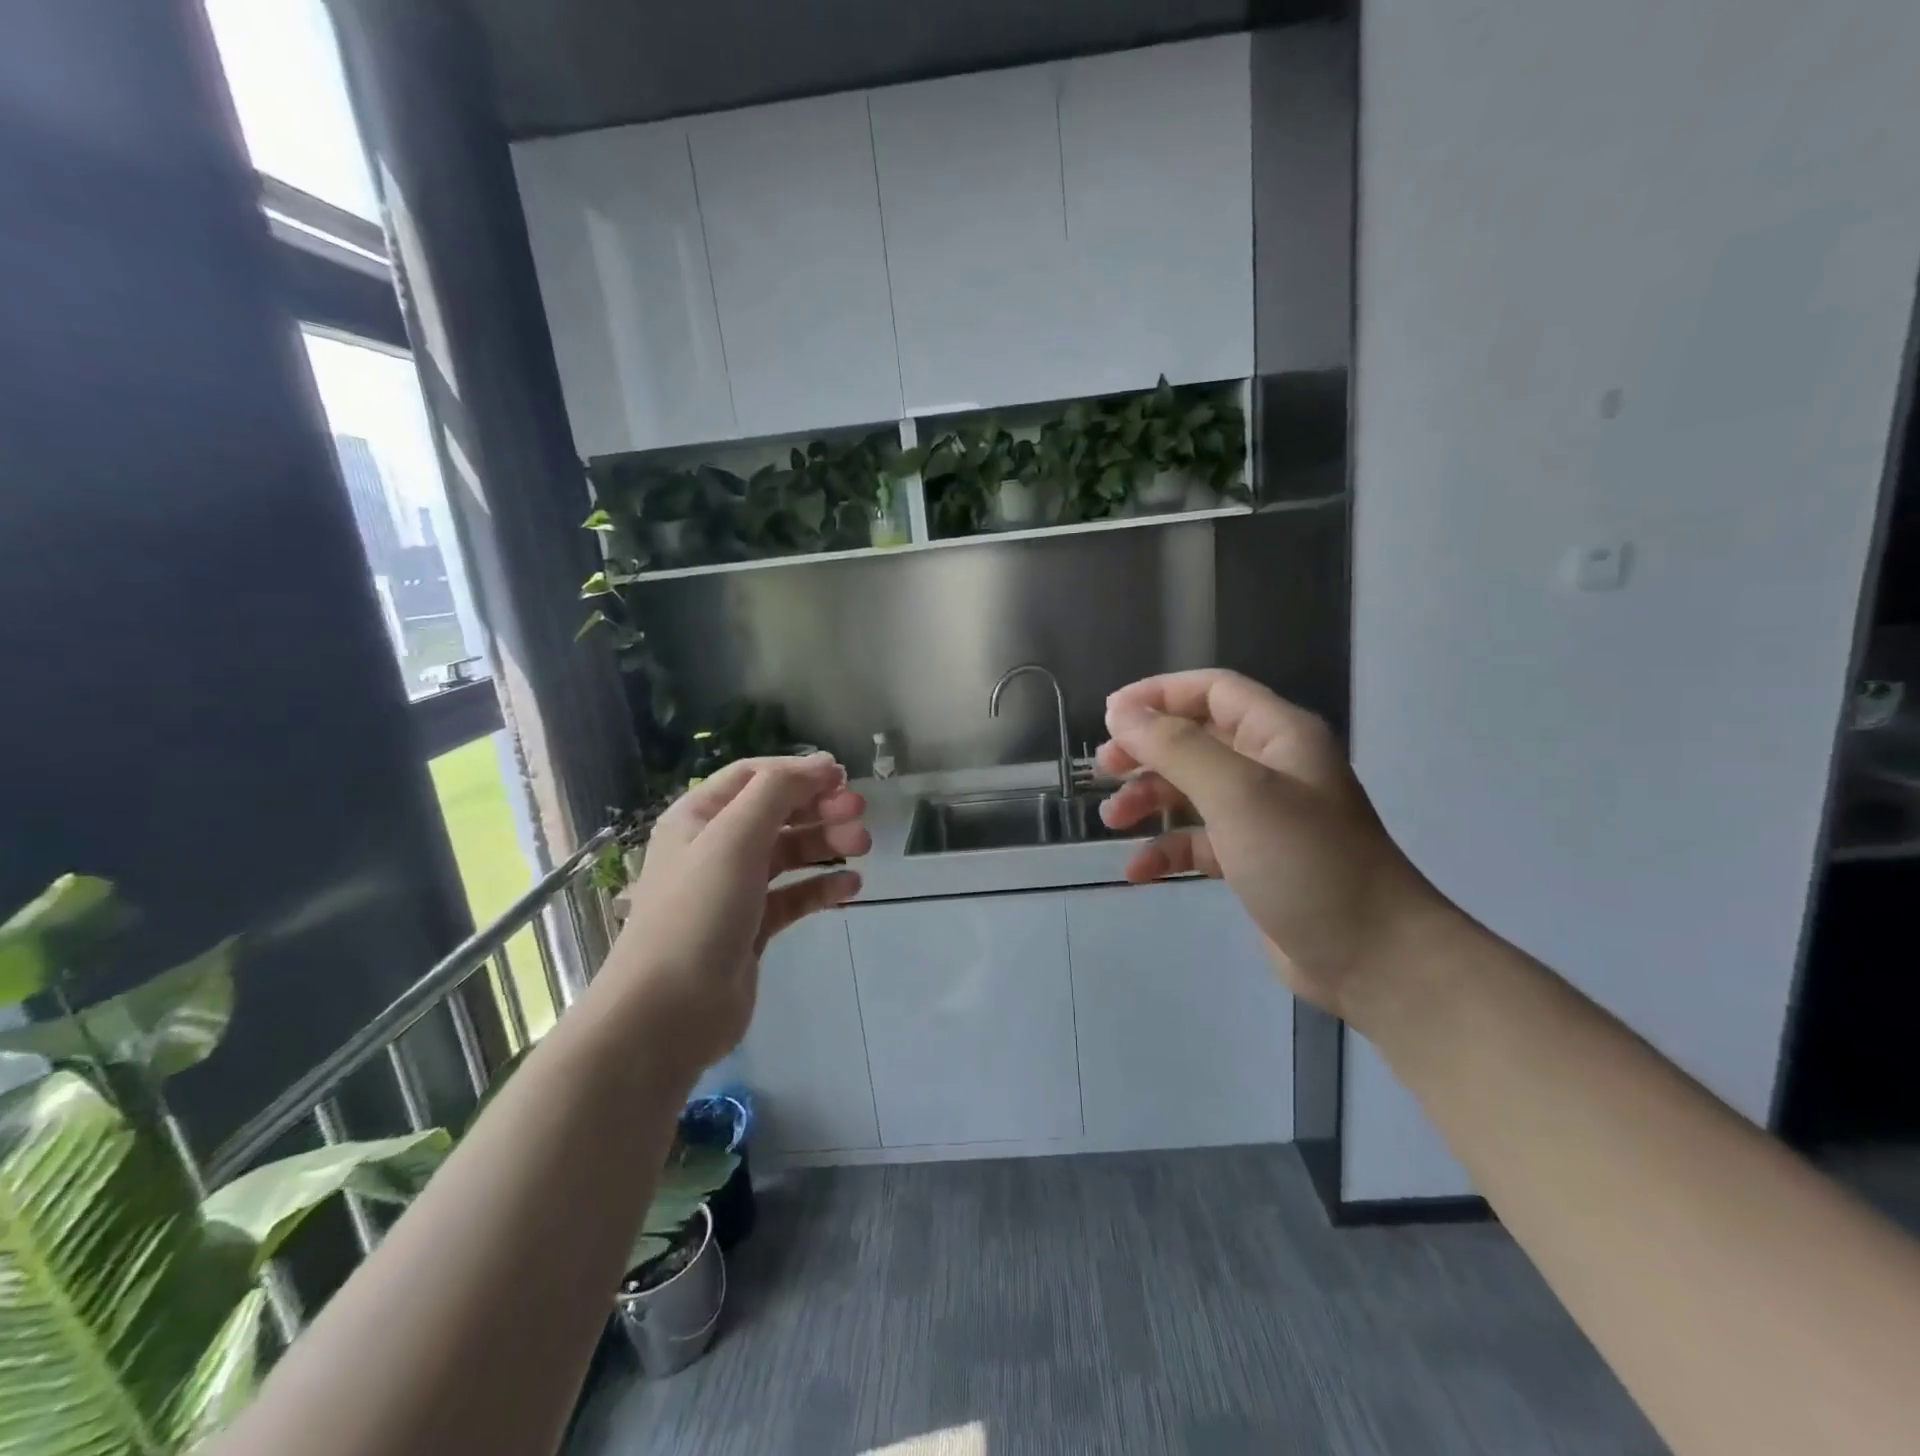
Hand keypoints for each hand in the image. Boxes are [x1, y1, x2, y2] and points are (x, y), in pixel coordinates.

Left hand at [600, 753, 868, 1078]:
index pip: (754, 776)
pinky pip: (793, 896)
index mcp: (699, 817)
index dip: (798, 771)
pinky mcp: (752, 928)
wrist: (669, 1012)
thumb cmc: (699, 911)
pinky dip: (821, 888)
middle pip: (776, 813)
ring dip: (826, 844)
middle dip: (819, 808)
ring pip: (788, 853)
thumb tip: (822, 764)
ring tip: (862, 847)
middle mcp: (714, 847)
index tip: (843, 777)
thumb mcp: (735, 837)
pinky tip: (851, 888)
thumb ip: (778, 791)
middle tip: (860, 814)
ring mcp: (734, 889)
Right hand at [1096, 670, 1442, 1020]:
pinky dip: (1166, 849)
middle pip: (1195, 739)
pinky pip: (1197, 841)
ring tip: (1113, 821)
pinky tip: (1137, 870)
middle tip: (1103, 770)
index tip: (1110, 717)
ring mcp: (1261, 816)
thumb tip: (1121, 713)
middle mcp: (1269, 767)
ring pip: (1190, 790)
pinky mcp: (1251, 860)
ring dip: (1148, 800)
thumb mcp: (1238, 794)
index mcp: (1278, 735)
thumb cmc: (1306, 861)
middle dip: (1146, 751)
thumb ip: (1176, 748)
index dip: (1159, 694)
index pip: (1212, 690)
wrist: (1372, 958)